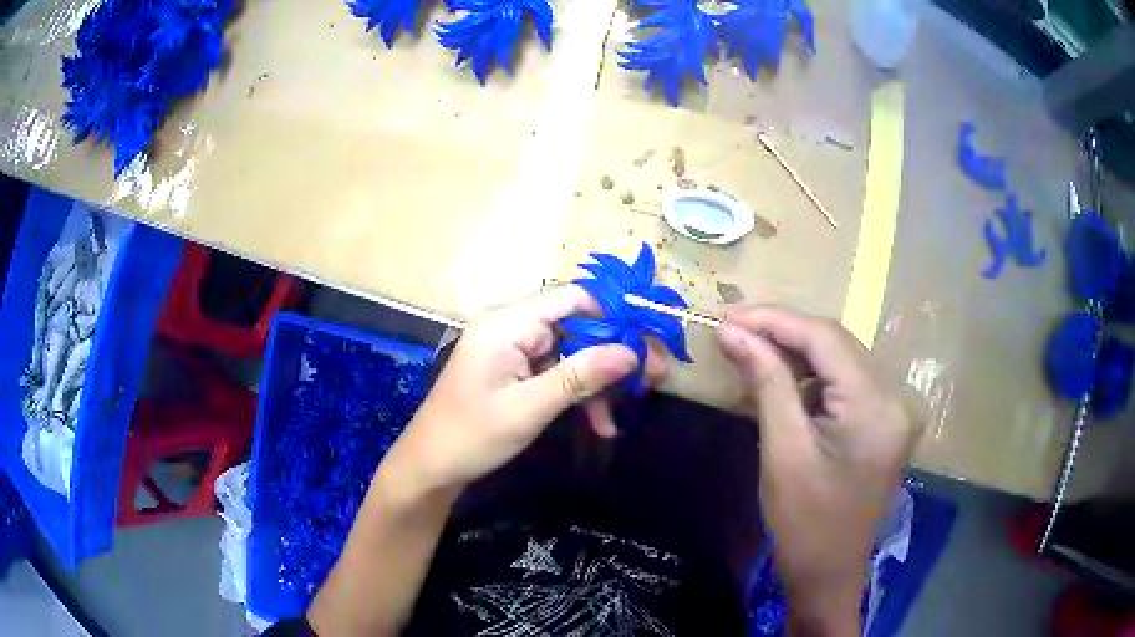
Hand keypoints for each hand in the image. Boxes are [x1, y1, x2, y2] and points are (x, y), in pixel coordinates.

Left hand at [379, 285, 638, 500]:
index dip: (614, 312)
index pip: (571, 298)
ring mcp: (512, 350)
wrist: (430, 468)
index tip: (649, 338)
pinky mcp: (513, 371)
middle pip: (576, 325)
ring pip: (570, 352)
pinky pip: (555, 372)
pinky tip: (599, 423)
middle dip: (614, 352)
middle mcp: (510, 328)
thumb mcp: (528, 409)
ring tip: (629, 409)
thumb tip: (631, 353)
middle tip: (655, 377)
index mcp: (507, 324)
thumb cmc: (471, 436)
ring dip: (599, 380)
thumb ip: (579, 377)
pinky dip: (578, 393)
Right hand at [717, 307, 921, 632]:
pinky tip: (779, 377)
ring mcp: (894, 408)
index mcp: (877, 406)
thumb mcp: (782, 452)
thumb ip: (765, 382)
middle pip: (836, 343)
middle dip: (782, 332)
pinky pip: (845, 382)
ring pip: (839, 359)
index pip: (826, 339)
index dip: (774, 320)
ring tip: (748, 348)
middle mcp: (895, 397)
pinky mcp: (884, 420)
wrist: (829, 574)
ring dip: (794, 352)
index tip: (727, 315)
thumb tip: (733, 331)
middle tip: (732, 329)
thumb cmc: (804, 524)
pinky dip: (810, 376)